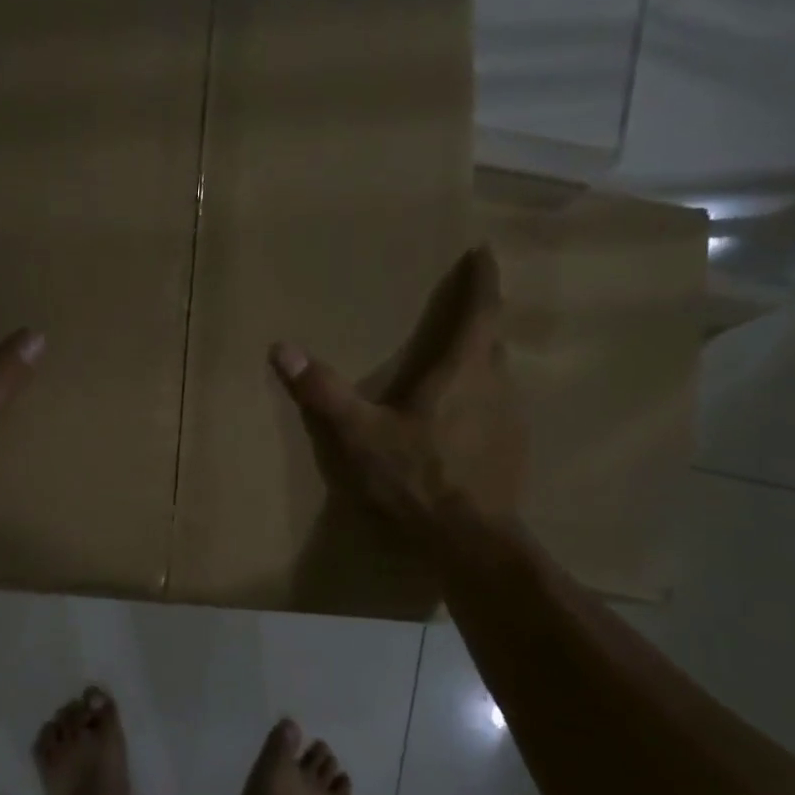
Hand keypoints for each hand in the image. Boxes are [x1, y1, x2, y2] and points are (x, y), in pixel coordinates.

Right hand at [270, 246, 524, 539]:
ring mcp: (510, 420)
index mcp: (464, 370)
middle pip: (491, 340)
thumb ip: (323, 391)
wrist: (471, 542)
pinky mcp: (512, 449)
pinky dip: (479, 399)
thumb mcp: (359, 435)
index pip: (482, 310)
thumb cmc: (416, 479)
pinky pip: (496, 408)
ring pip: (495, 376)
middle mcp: (496, 385)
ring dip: (478, 362)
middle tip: (458, 307)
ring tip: (453, 362)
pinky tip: (457, 420)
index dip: (483, 278)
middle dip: (478, 320)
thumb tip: (282, 348)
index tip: (483, 251)